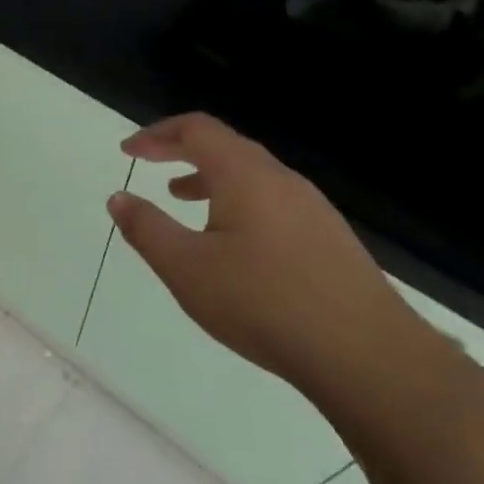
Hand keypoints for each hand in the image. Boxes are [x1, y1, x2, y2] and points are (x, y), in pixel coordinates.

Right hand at [106, 114, 421, 387]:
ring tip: (181, 198)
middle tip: (149, 164)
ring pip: (251, 174)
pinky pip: (272, 200)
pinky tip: (232, 243)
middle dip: (181, 150)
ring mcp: (312, 208)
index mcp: (245, 175)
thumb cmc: (263, 302)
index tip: (129, 151)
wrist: (366, 354)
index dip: (157, 134)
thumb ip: (147, 229)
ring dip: (209, 177)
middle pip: (226, 146)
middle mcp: (282, 180)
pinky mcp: (329, 237)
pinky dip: (238, 201)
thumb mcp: (186, 268)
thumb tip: (118, 198)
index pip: (196, 129)